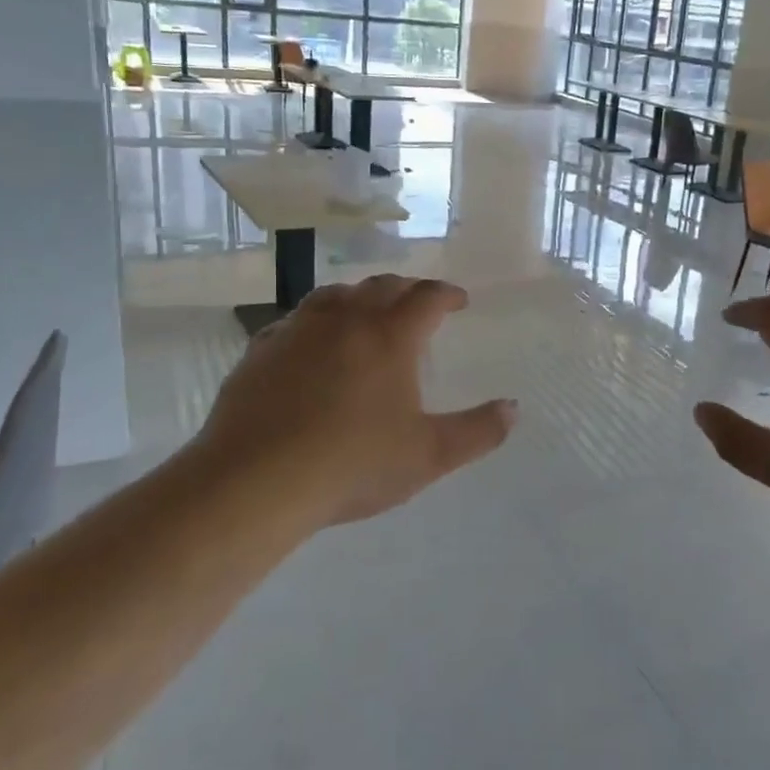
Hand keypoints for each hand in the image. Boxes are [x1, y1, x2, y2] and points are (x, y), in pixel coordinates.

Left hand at [195, 275, 516, 525]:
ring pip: (335, 295)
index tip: (459, 301)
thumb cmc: (353, 465)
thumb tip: (514, 409)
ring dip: (360, 297)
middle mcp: (345, 320)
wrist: (255, 483)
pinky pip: (296, 321)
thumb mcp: (429, 456)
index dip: (447, 294)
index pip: (427, 297)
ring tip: (368, 313)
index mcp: (390, 336)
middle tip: (418, 304)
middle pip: (382, 286)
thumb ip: (478, 432)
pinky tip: (313, 343)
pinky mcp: (261, 350)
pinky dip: (316, 322)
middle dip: (407, 290)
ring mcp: (298, 331)